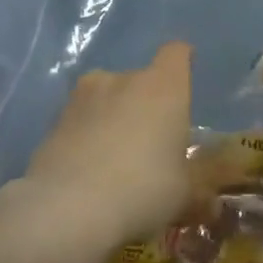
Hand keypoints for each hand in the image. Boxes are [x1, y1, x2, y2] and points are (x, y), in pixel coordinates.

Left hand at [22, 43, 193, 250]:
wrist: (67, 208)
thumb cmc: (143, 189)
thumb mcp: (184, 197)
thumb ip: (198, 193)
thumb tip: (210, 204)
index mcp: (163, 88)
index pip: (176, 54)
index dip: (182, 62)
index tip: (184, 77)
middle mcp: (122, 80)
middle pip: (139, 80)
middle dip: (145, 104)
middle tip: (151, 141)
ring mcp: (82, 98)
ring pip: (105, 98)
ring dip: (112, 118)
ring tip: (115, 157)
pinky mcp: (52, 122)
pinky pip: (79, 123)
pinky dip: (85, 138)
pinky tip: (88, 172)